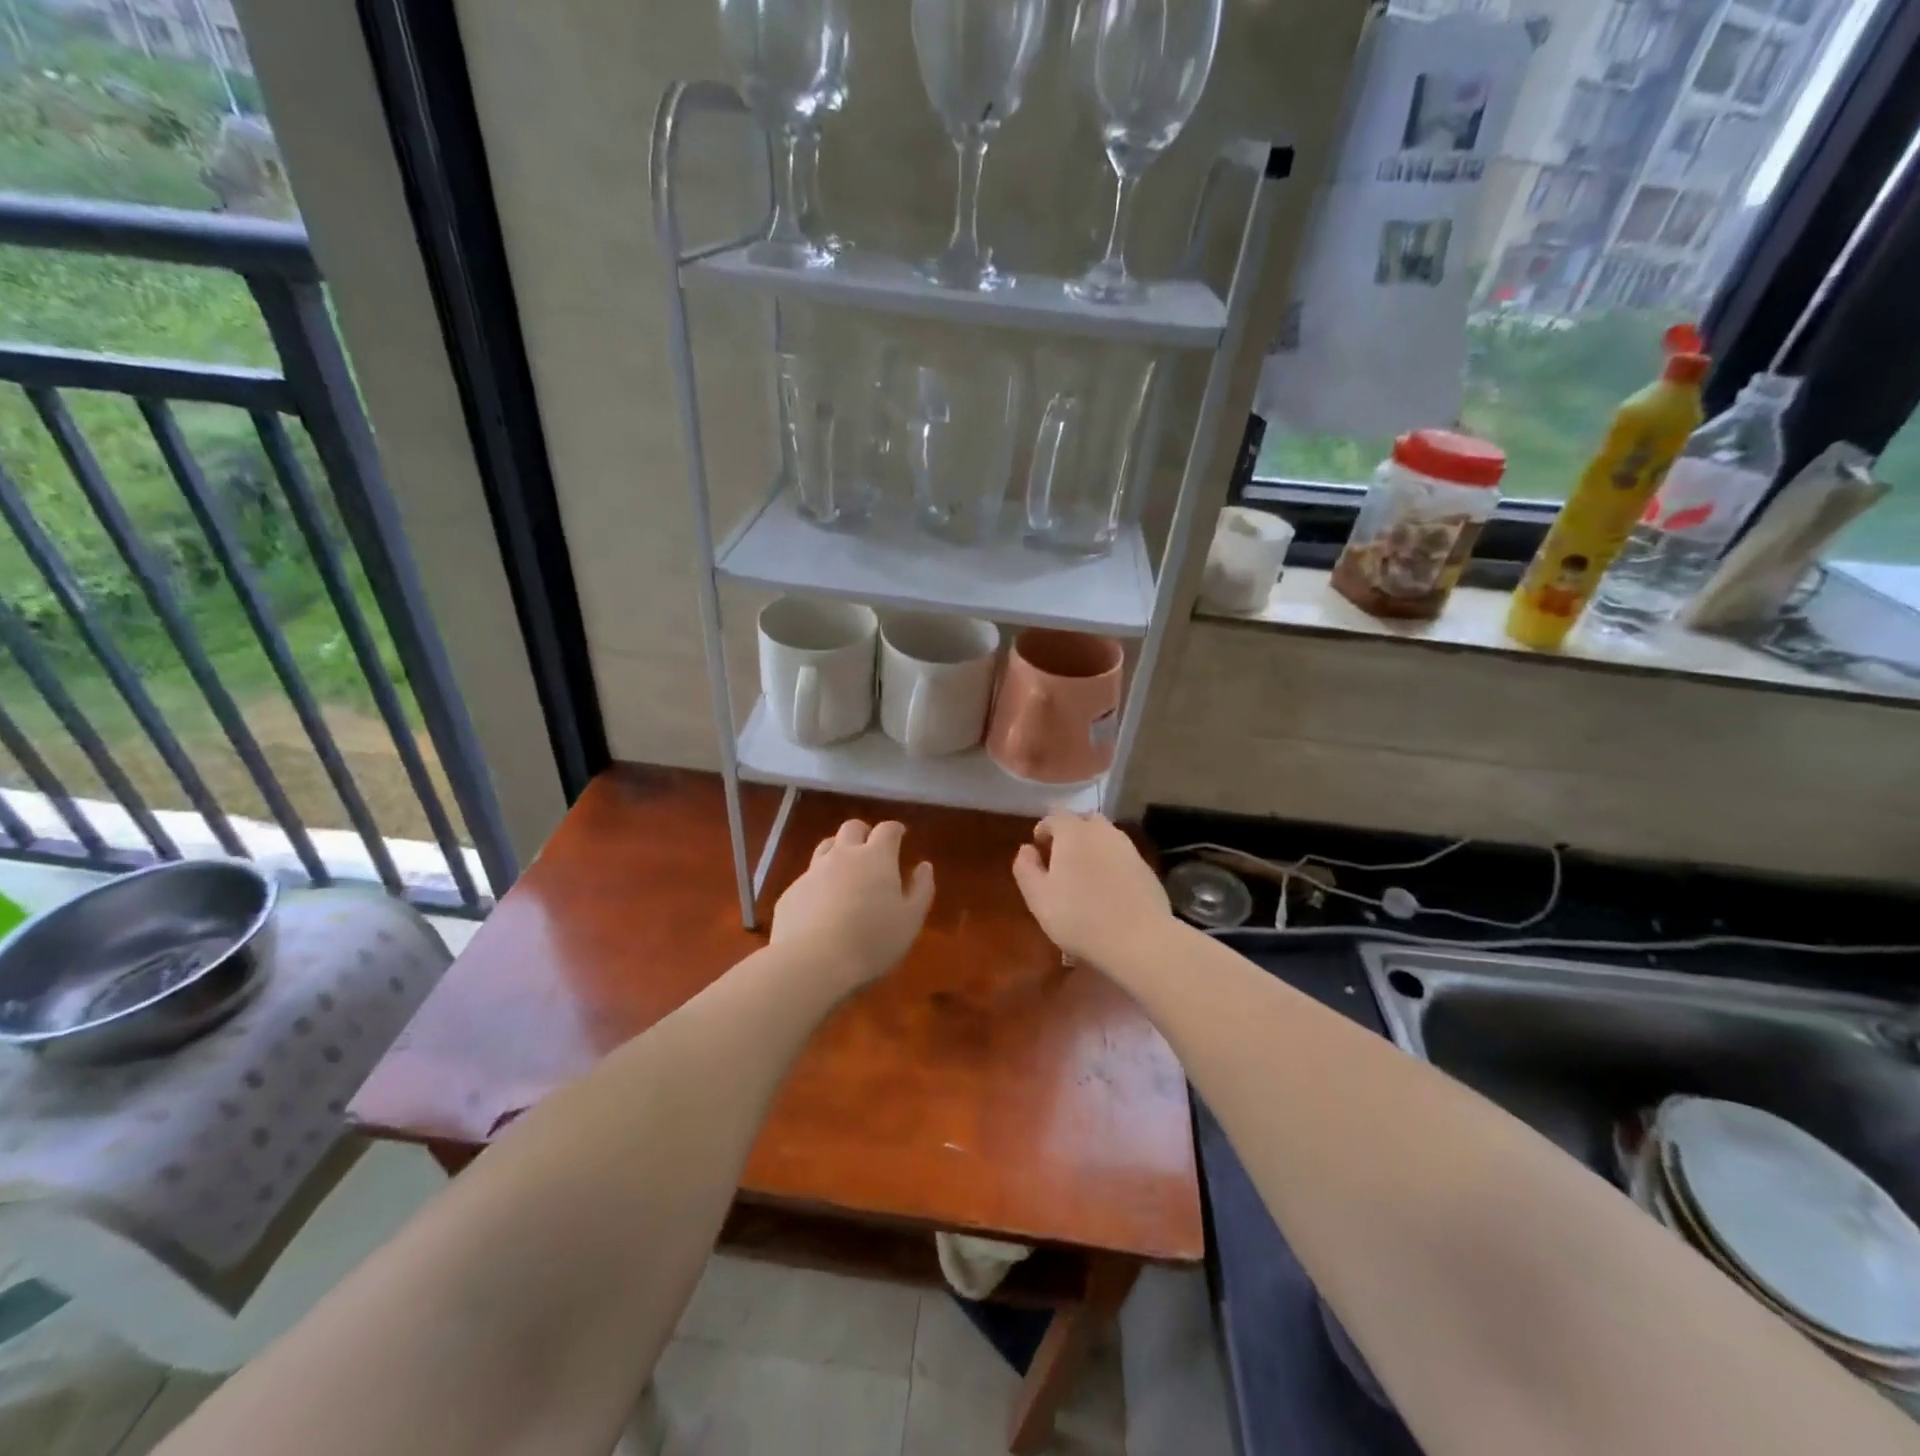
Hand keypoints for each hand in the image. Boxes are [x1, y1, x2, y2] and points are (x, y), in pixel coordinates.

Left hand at [772, 820, 934, 989]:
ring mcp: (812, 872)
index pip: (887, 829)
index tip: (901, 836)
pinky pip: (807, 878)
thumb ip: (921, 889)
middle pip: (852, 828)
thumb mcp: (910, 920)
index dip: (895, 830)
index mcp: (876, 858)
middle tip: (872, 850)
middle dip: (864, 833)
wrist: (811, 962)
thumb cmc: (872, 941)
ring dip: (838, 851)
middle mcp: (843, 856)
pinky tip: (821, 905)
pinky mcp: (791, 893)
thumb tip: (924, 866)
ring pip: (826, 847)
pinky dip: (818, 882)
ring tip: (846, 871)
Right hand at [1012, 812, 1171, 965]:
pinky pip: (1121, 856)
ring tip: (1084, 874)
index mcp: (1073, 832)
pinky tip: (1107, 888)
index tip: (1038, 848)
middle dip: (1070, 833)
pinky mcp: (1146, 867)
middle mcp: (1103, 832)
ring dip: (1092, 847)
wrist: (1140, 940)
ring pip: (1105, 837)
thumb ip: (1026, 868)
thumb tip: (1027, 849)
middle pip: (1083, 821)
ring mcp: (1128, 848)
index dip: (1043, 829)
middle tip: (1061, 858)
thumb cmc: (1079, 918)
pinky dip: (1110, 862)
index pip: (1054, 816)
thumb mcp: (1038, 898)